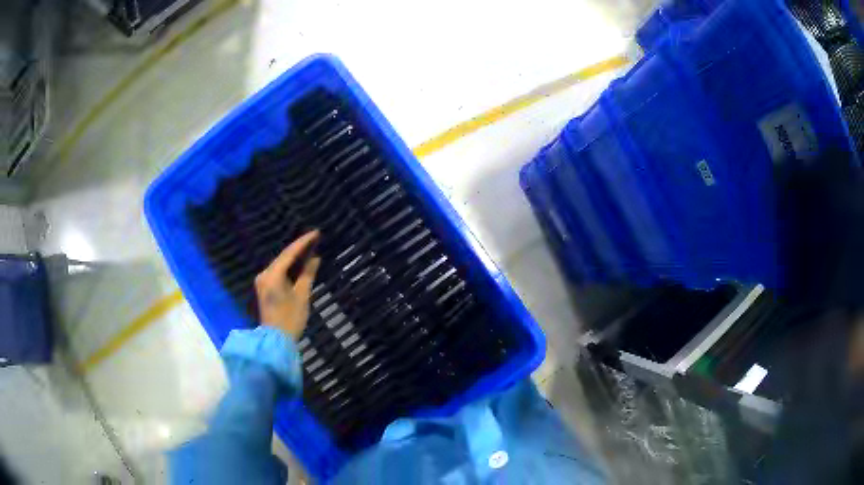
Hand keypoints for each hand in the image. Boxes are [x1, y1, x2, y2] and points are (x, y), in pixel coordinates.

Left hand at [255, 231, 321, 339]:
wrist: (276, 341)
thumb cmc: (290, 318)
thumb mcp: (302, 295)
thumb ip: (308, 274)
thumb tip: (315, 258)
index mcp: (272, 275)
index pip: (289, 253)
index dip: (303, 242)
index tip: (316, 233)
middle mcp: (264, 274)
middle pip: (283, 257)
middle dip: (298, 249)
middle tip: (314, 239)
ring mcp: (262, 281)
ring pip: (280, 264)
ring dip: (293, 258)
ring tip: (309, 249)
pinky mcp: (264, 288)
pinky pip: (277, 272)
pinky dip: (288, 267)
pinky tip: (299, 264)